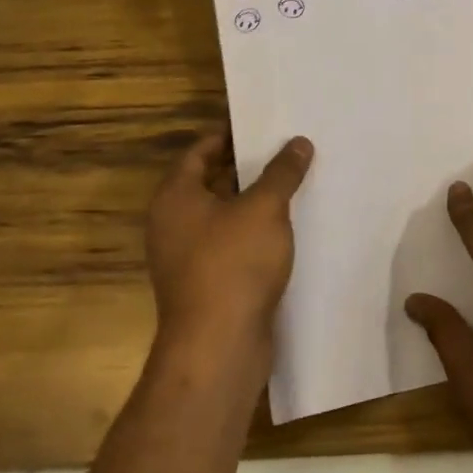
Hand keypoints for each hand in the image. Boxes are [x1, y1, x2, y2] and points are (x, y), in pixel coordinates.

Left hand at [145, 133, 312, 361]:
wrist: (218, 348)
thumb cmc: (233, 264)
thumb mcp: (264, 208)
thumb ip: (282, 172)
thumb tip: (299, 142)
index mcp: (175, 197)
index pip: (199, 151)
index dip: (229, 135)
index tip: (262, 124)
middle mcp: (173, 224)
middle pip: (211, 182)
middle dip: (247, 167)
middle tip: (285, 148)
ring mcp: (188, 257)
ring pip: (224, 216)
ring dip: (254, 201)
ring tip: (294, 182)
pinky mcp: (207, 284)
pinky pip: (231, 244)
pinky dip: (255, 232)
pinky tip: (288, 227)